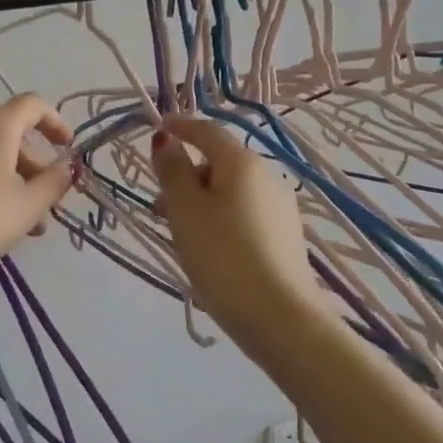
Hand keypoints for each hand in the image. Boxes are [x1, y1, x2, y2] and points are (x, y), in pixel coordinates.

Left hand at [0, 94, 75, 284]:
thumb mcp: (27, 207)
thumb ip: (54, 182)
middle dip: (31, 167)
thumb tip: (67, 166)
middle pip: (8, 134)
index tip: (66, 148)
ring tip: (15, 222)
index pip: (33, 106)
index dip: (55, 123)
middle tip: (42, 206)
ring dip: (6, 179)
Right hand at [150, 114, 318, 348]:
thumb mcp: (185, 210)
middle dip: (187, 175)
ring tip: (180, 232)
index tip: (157, 128)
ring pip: (231, 191)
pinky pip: (244, 213)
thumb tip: (166, 139)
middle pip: (219, 162)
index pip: (207, 131)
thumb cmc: (222, 255)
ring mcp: (280, 207)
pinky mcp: (285, 235)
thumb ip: (172, 171)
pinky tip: (209, 247)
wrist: (278, 315)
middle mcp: (267, 176)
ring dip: (202, 200)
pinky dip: (220, 217)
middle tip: (159, 205)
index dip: (179, 127)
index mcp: (242, 163)